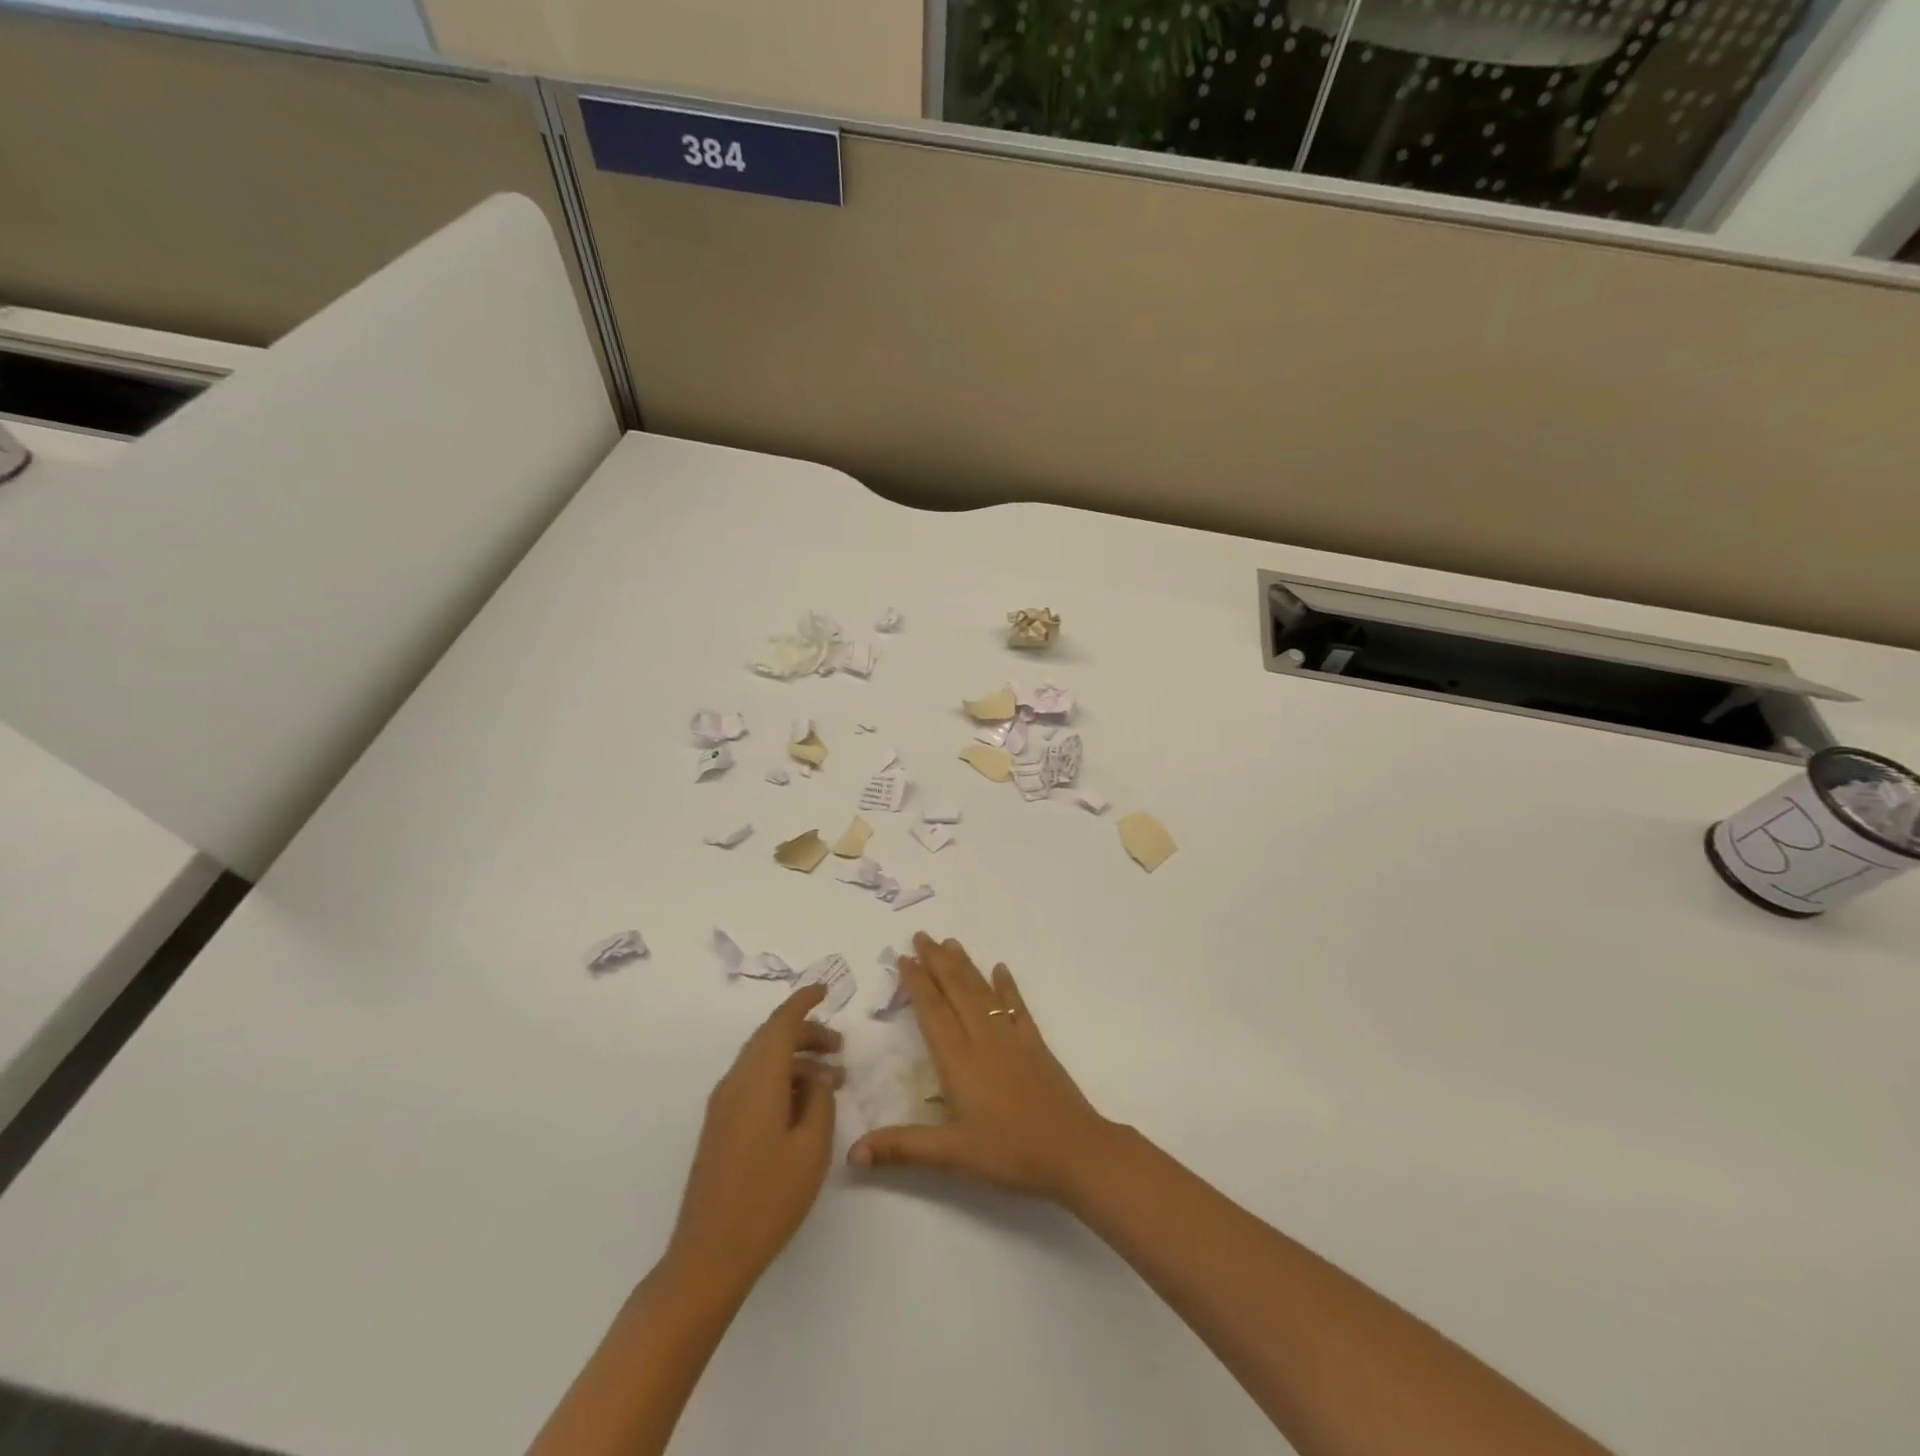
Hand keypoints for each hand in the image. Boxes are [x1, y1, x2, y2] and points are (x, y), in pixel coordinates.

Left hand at [666, 985, 842, 1291]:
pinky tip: (805, 1105)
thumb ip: (820, 1101)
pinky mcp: (721, 1128)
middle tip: (841, 1047)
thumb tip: (818, 1078)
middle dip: (807, 1034)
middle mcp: (735, 1083)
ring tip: (833, 1079)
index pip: (781, 1023)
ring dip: (797, 1061)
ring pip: (763, 1062)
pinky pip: (754, 1084)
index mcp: (757, 1079)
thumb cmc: (768, 1197)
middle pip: (771, 1040)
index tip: (826, 990)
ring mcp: (723, 1106)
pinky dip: (782, 1080)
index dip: (804, 1001)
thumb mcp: (811, 1147)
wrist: (709, 1255)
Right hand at [848, 934, 1117, 1203]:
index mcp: (958, 1059)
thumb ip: (902, 1148)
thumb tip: (852, 1152)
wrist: (1073, 1150)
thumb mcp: (952, 1155)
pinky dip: (1007, 986)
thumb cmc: (1009, 1152)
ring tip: (951, 942)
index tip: (904, 958)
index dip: (916, 983)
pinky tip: (1001, 969)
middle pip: (956, 990)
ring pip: (983, 991)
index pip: (932, 1011)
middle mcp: (982, 1038)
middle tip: (921, 935)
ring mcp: (1012, 1037)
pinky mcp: (1035, 1044)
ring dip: (965, 965)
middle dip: (937, 961)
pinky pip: (1017, 1006)